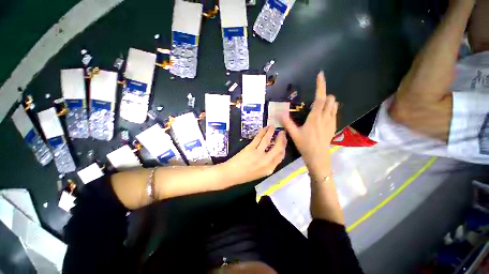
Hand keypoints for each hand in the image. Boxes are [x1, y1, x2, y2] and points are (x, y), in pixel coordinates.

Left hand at [224, 126, 286, 183]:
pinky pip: (259, 138)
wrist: (231, 174)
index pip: (281, 156)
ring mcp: (258, 154)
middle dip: (281, 138)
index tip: (284, 140)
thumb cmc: (245, 175)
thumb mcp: (260, 173)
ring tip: (272, 127)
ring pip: (268, 140)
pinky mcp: (250, 148)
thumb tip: (273, 152)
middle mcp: (266, 161)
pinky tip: (265, 129)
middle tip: (282, 132)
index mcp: (270, 169)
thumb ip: (268, 164)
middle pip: (278, 147)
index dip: (284, 146)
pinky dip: (263, 132)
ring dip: (271, 132)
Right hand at [281, 71, 337, 177]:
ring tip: (319, 107)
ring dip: (328, 102)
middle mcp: (325, 117)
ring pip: (334, 106)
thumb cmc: (305, 145)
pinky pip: (334, 113)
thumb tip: (279, 113)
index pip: (320, 98)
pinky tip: (323, 115)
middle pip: (330, 100)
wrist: (318, 157)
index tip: (320, 75)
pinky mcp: (333, 126)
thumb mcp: (294, 134)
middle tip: (314, 100)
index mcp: (315, 117)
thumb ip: (287, 123)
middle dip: (324, 95)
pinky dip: (330, 109)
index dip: (321, 85)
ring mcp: (331, 122)